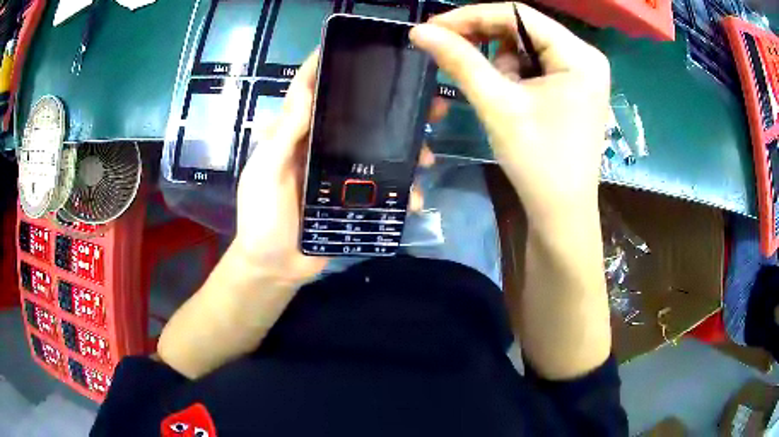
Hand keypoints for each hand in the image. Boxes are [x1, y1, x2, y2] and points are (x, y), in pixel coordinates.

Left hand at [235, 52, 438, 285]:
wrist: (276, 267)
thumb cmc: (261, 220)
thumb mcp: (263, 176)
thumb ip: (281, 137)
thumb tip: (305, 91)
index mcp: (295, 136)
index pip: (310, 93)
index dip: (326, 68)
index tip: (353, 47)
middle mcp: (321, 147)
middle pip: (357, 116)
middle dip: (390, 105)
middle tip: (426, 101)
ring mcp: (340, 172)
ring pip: (378, 148)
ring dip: (407, 148)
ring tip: (428, 154)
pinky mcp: (353, 197)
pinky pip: (382, 186)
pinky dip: (402, 190)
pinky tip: (416, 197)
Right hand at [410, 3, 610, 227]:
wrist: (561, 213)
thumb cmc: (537, 161)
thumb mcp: (497, 104)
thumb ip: (459, 60)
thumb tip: (420, 31)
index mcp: (579, 55)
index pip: (517, 13)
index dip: (472, 16)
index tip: (435, 27)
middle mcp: (585, 56)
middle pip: (523, 28)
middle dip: (484, 39)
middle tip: (449, 51)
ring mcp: (581, 72)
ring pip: (526, 46)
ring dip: (499, 62)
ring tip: (496, 95)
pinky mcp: (573, 87)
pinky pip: (534, 65)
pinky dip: (512, 74)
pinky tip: (508, 97)